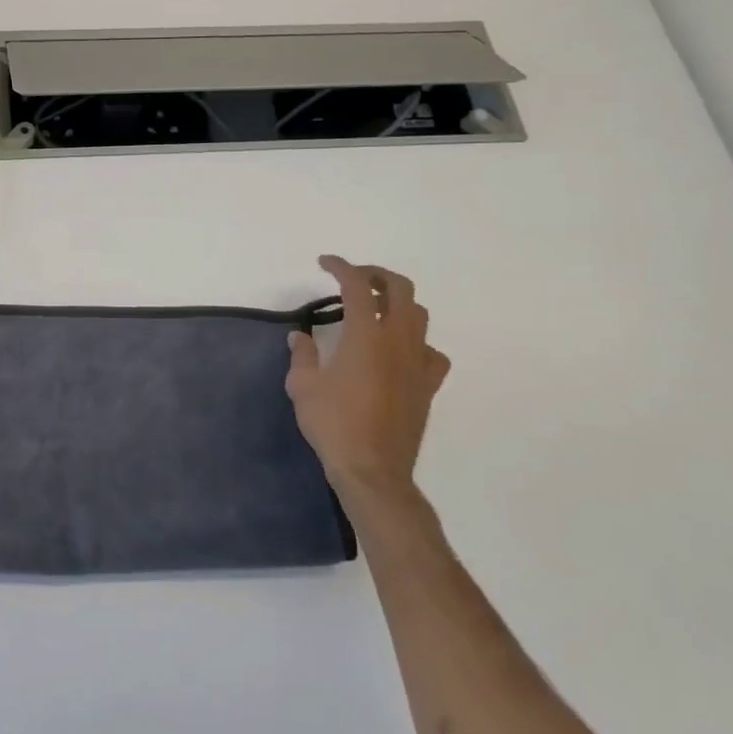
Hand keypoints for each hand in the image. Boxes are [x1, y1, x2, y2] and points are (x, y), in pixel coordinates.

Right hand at [286, 257, 449, 505]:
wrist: (373, 470)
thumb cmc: (333, 424)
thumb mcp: (303, 387)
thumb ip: (302, 355)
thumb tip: (300, 337)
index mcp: (365, 335)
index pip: (357, 286)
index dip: (341, 267)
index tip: (325, 263)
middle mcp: (397, 341)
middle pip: (400, 289)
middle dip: (377, 274)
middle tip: (354, 278)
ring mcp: (417, 363)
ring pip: (419, 315)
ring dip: (398, 303)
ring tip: (375, 309)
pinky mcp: (428, 385)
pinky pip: (431, 352)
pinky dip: (417, 342)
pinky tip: (400, 352)